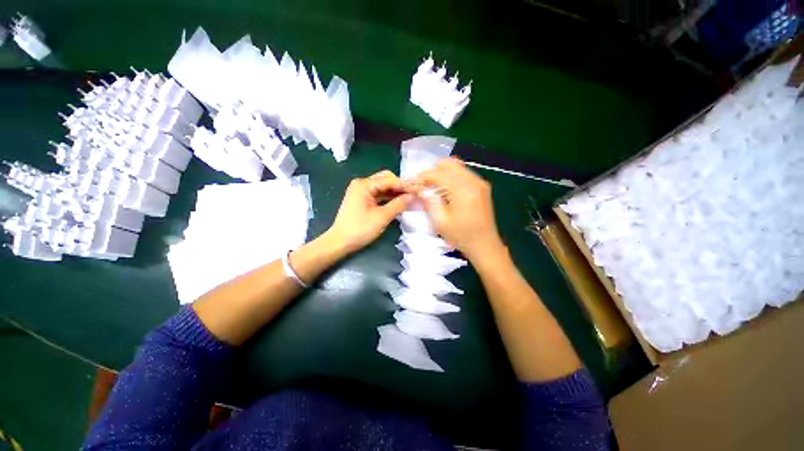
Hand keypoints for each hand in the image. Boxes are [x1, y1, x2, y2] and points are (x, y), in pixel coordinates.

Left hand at [328, 170, 412, 252]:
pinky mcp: (362, 199)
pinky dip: (388, 198)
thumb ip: (398, 204)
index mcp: (364, 184)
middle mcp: (362, 184)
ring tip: (410, 200)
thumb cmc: (360, 229)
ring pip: (383, 187)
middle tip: (414, 195)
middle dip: (400, 187)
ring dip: (395, 193)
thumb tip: (413, 196)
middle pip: (386, 180)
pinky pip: (378, 195)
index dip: (405, 185)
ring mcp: (361, 191)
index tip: (419, 191)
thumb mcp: (382, 217)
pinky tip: (399, 203)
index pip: (390, 180)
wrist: (340, 242)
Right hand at [410, 158, 504, 260]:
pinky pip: (462, 173)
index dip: (421, 177)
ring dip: (441, 173)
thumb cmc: (461, 236)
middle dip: (431, 172)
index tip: (410, 183)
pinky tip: (444, 190)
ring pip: (455, 166)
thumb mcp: (440, 221)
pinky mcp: (481, 186)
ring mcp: (480, 182)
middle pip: (447, 164)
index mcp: (463, 190)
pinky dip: (450, 177)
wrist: (485, 245)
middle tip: (422, 185)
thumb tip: (419, 188)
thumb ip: (428, 201)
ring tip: (432, 188)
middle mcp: (473, 181)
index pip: (437, 174)